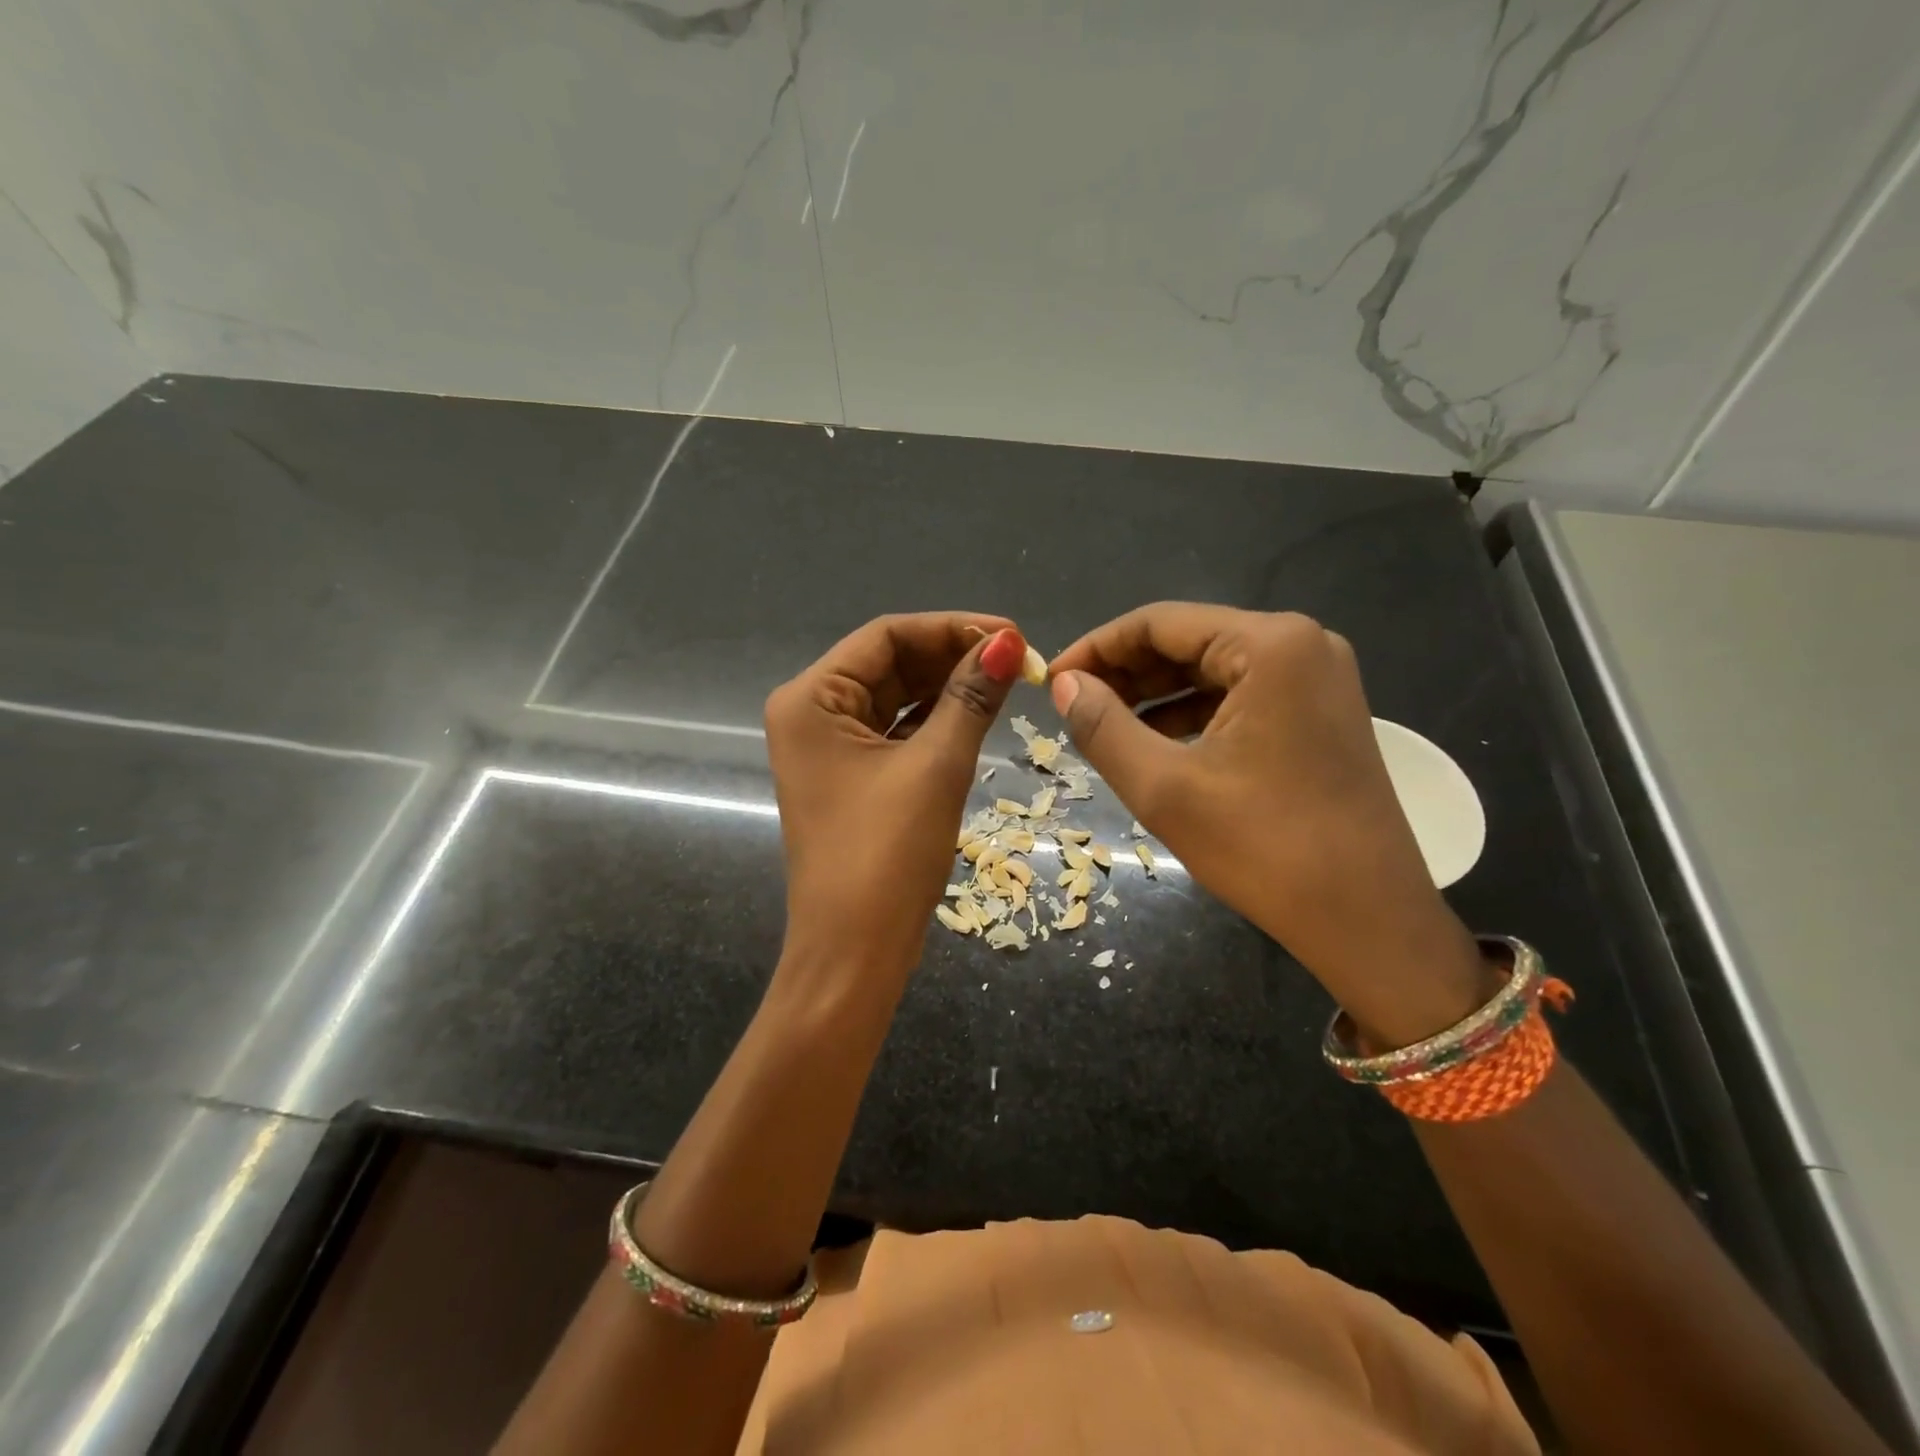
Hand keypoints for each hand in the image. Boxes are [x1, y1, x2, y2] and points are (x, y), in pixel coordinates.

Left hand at [765, 613, 1025, 986]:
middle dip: (953, 658)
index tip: (1013, 635)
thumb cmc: (887, 855)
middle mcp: (811, 713)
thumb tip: (1009, 644)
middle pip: (890, 664)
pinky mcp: (850, 776)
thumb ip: (970, 697)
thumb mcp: (936, 767)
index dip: (952, 628)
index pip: (886, 636)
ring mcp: (829, 748)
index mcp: (811, 699)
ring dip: (948, 688)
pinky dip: (935, 721)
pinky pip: (896, 731)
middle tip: (1019, 660)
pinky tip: (977, 713)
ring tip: (1007, 682)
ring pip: (896, 697)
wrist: (854, 952)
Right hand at [1048, 604, 1491, 1045]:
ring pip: (1211, 670)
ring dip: (1153, 695)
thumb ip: (1103, 726)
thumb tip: (1064, 686)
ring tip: (1101, 726)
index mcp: (1270, 645)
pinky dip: (1191, 715)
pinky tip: (1152, 743)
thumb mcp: (1164, 787)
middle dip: (1124, 673)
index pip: (1159, 622)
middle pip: (1188, 641)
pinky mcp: (1319, 714)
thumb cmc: (1264, 848)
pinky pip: (1239, 697)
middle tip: (1071, 707)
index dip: (1096, 648)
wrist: (1369, 920)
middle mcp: (1301, 644)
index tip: (1052, 680)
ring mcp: (1317, 679)